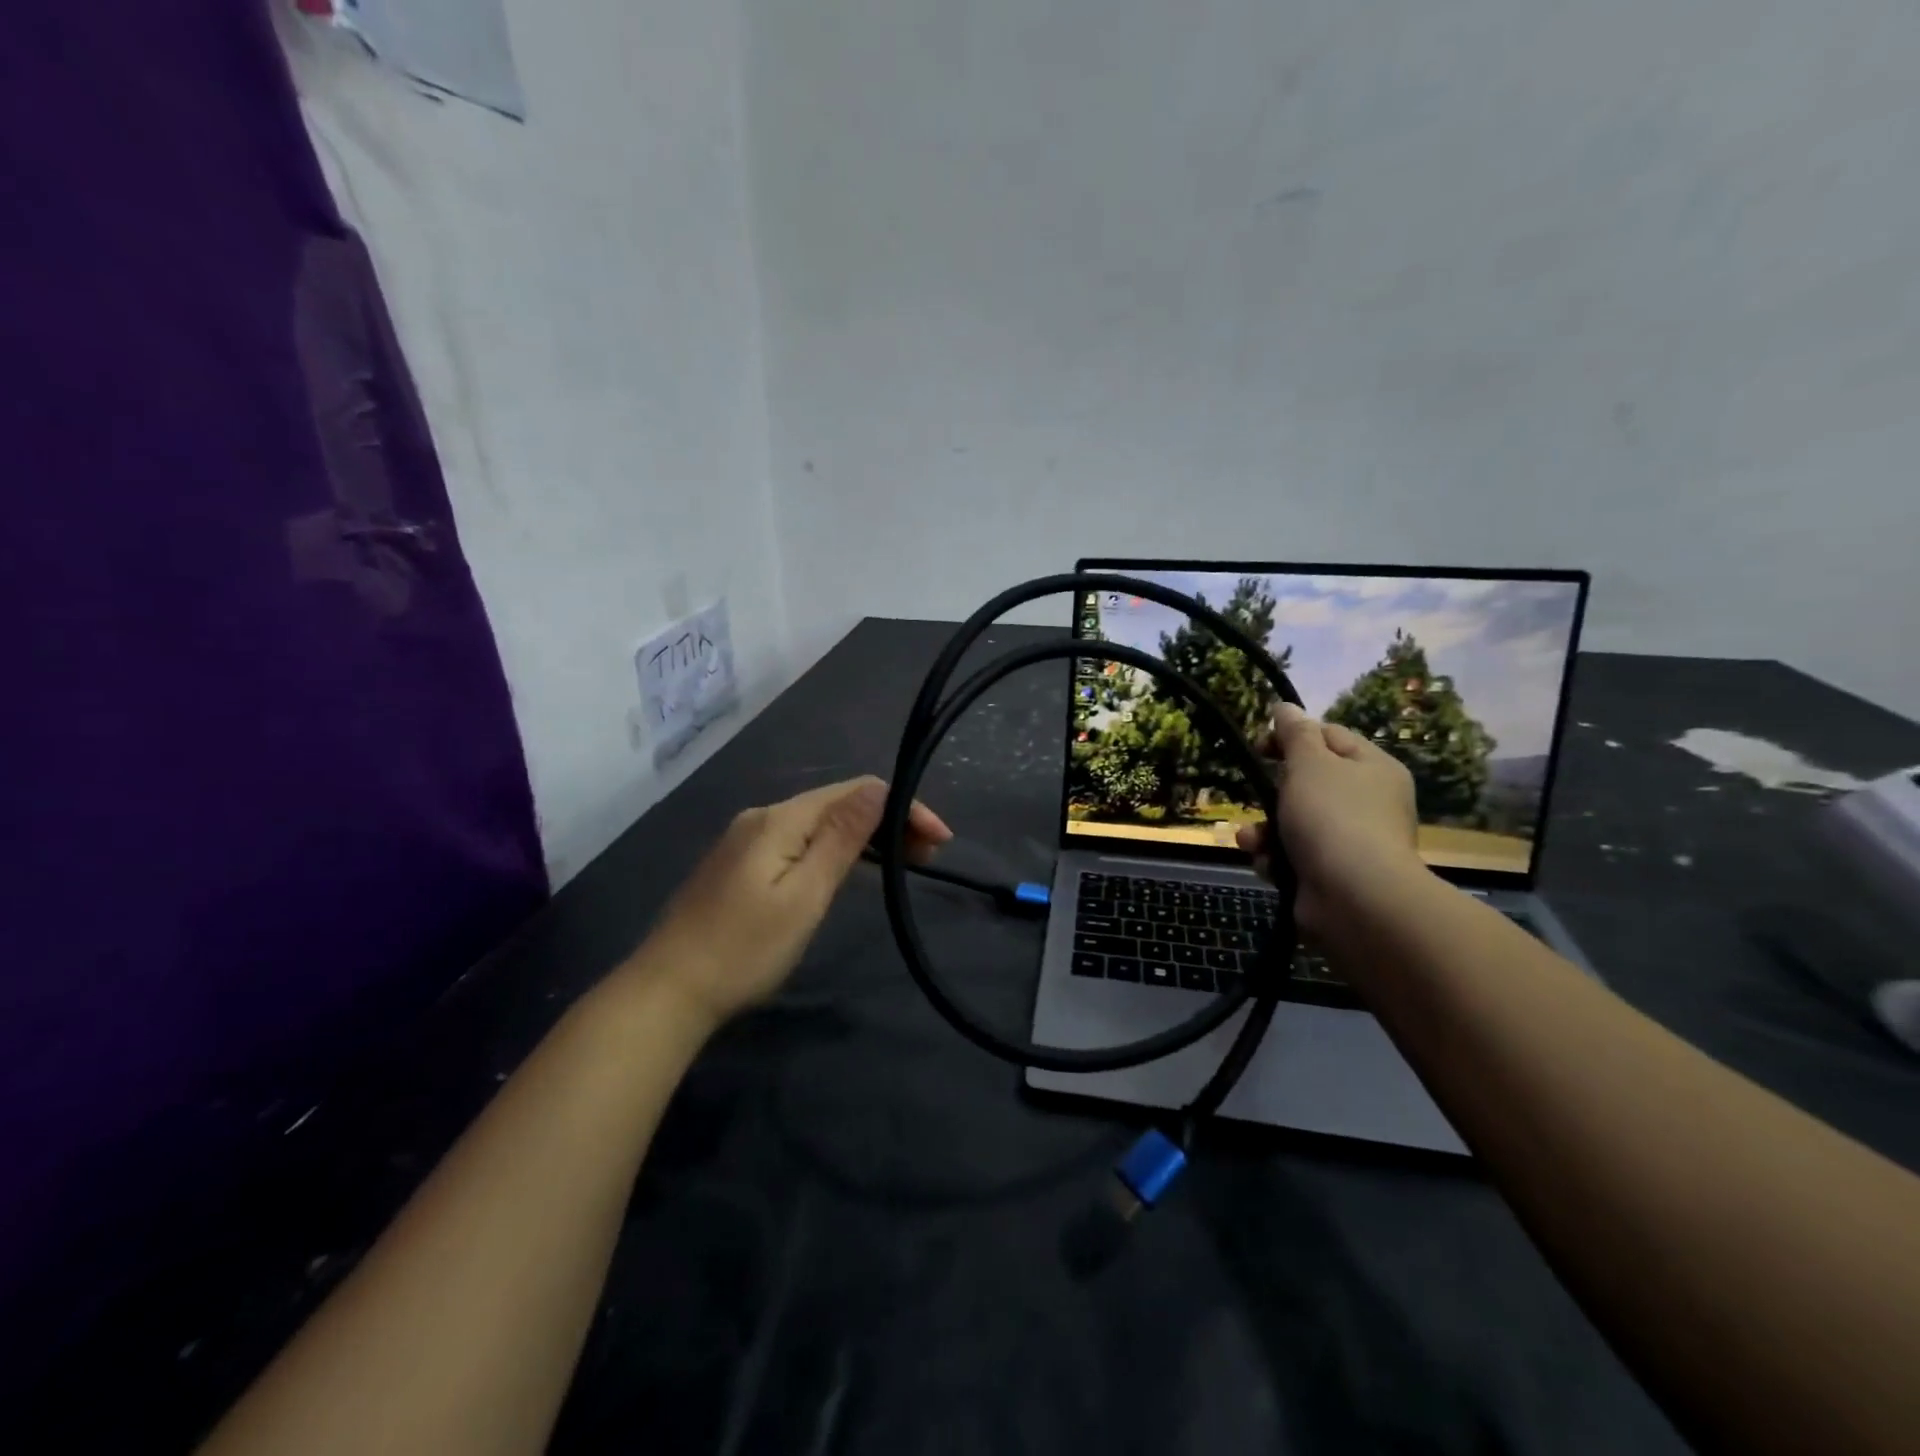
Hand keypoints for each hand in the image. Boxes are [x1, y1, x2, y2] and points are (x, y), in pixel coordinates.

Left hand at [627, 777, 951, 1028]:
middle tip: (929, 858)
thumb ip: (842, 838)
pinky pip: (800, 842)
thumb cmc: (743, 949)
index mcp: (780, 818)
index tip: (939, 841)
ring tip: (903, 864)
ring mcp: (747, 840)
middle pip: (838, 803)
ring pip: (820, 824)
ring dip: (866, 837)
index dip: (903, 807)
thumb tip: (879, 788)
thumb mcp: (804, 895)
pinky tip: (851, 870)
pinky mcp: (740, 865)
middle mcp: (763, 817)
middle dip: (889, 821)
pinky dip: (836, 851)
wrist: (667, 993)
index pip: (856, 791)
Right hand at [1236, 703, 1422, 934]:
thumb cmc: (1331, 817)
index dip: (1292, 736)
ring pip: (1293, 822)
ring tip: (1251, 840)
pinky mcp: (1332, 875)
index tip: (1260, 747)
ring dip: (1265, 830)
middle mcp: (1368, 802)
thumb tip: (1285, 707)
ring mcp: (1351, 842)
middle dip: (1272, 792)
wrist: (1354, 897)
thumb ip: (1294, 733)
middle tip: (1256, 794)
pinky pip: (1294, 856)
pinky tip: (1267, 865)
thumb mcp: (1308, 763)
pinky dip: (1275, 859)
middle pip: (1308, 782)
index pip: (1330, 736)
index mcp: (1373, 768)